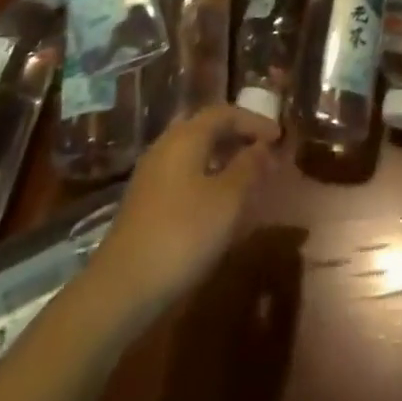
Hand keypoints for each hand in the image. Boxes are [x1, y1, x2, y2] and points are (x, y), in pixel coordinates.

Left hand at [86, 104, 280, 316]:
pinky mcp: (144, 200)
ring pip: (193, 151)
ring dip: (222, 156)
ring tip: (246, 175)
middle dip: (237, 135)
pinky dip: (206, 174)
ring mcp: (151, 173)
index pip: (225, 112)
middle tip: (263, 151)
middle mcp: (166, 145)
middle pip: (206, 128)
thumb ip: (249, 167)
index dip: (255, 121)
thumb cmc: (182, 234)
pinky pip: (183, 172)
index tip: (279, 137)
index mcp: (186, 136)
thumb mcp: (228, 200)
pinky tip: (217, 200)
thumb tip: (263, 147)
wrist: (122, 288)